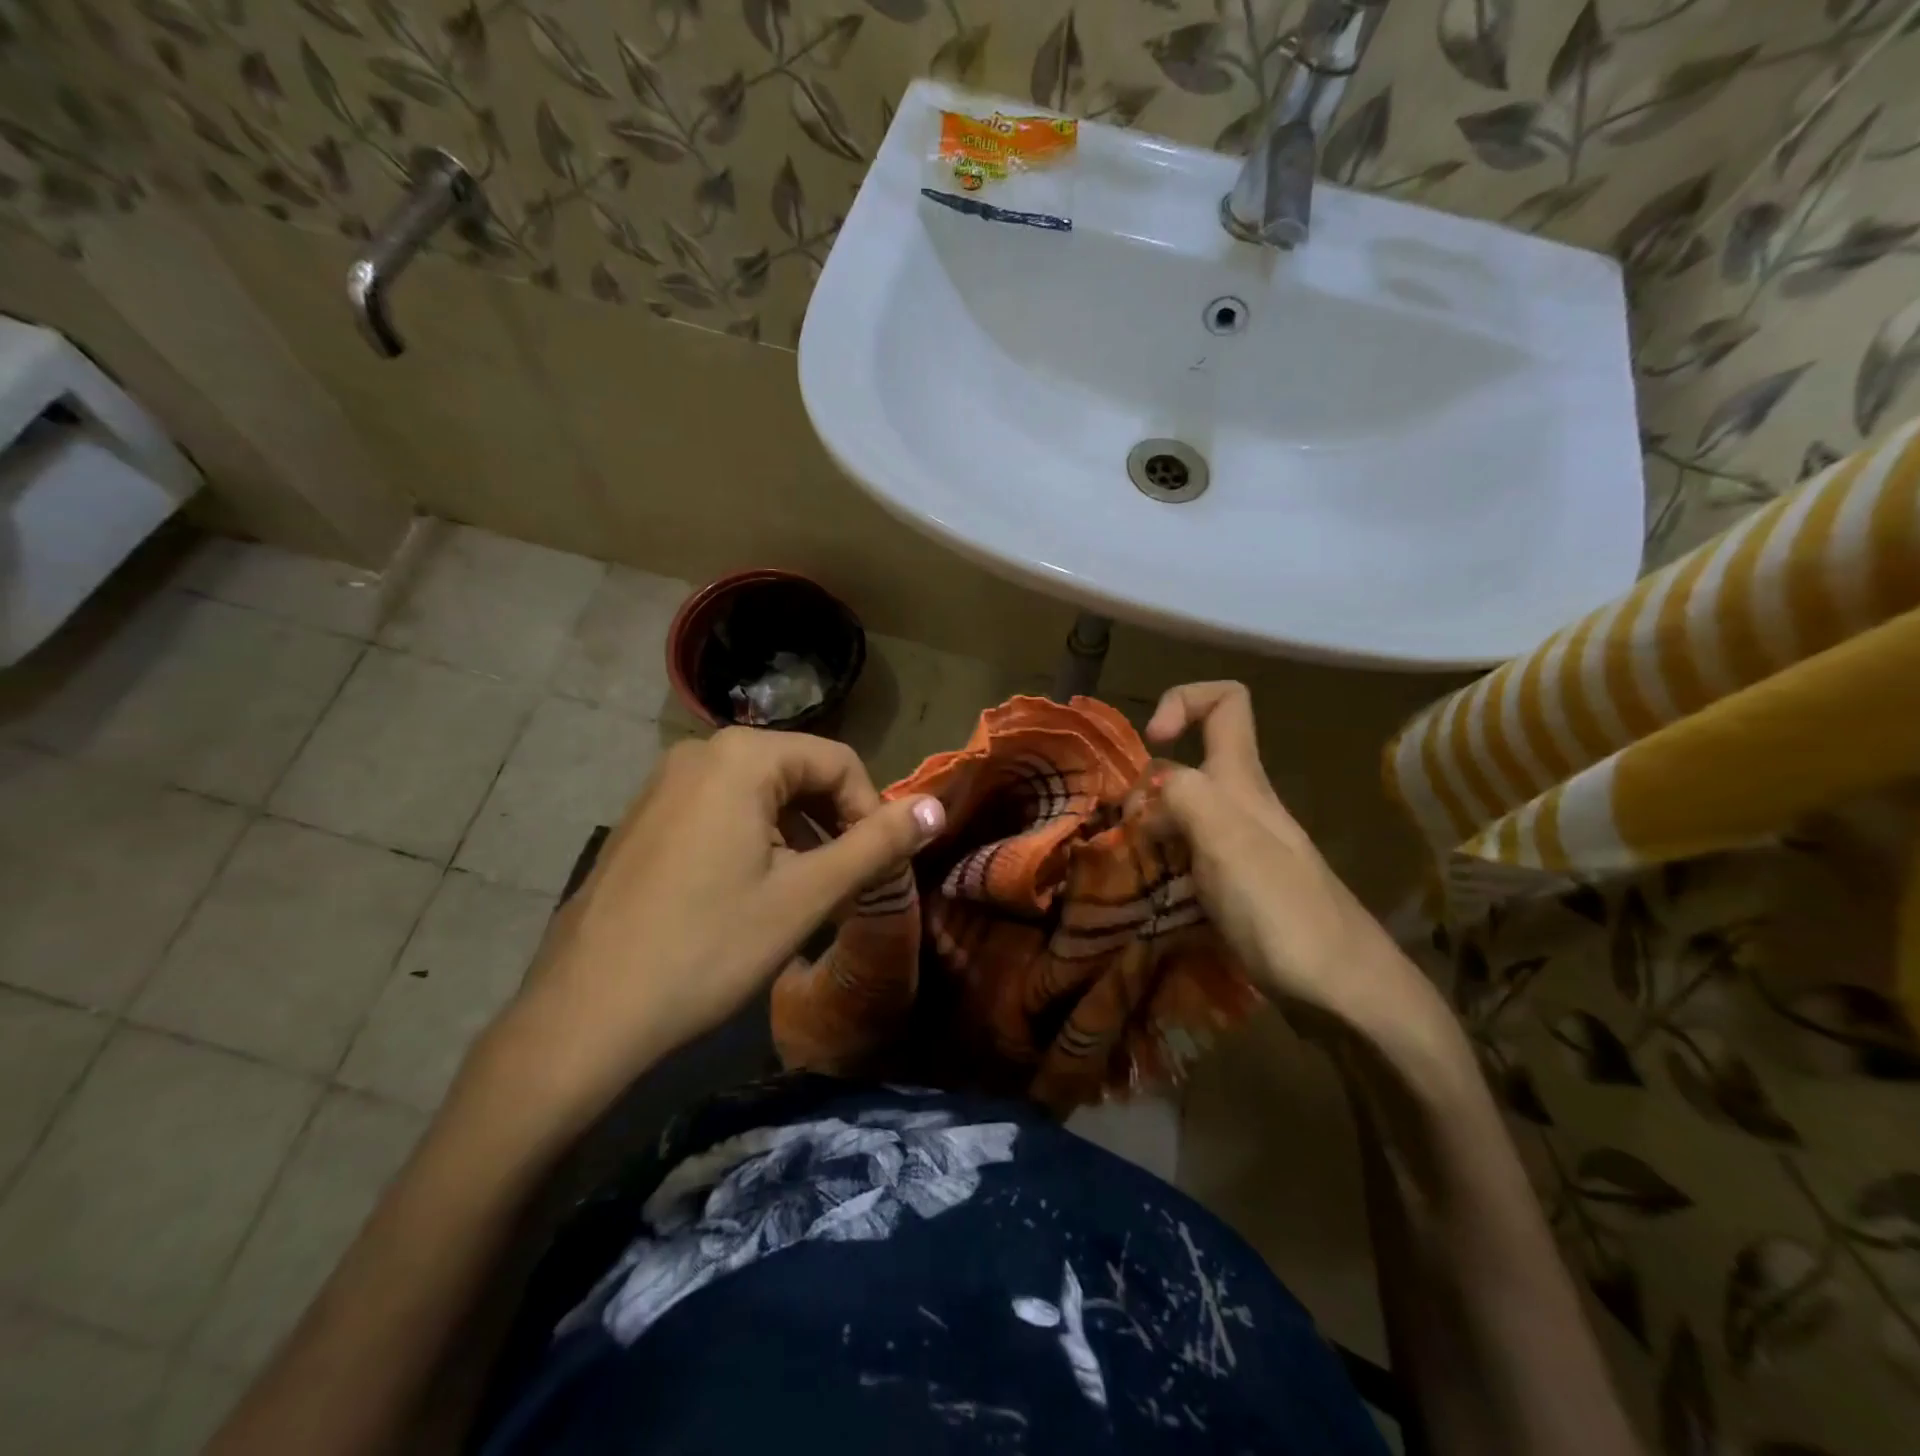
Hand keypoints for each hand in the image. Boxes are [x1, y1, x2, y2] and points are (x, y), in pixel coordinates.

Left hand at [474, 728, 944, 1131]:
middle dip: (834, 824)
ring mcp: (663, 784)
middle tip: (846, 885)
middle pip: (799, 773)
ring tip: (806, 895)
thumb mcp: (805, 895)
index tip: (877, 869)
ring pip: (760, 795)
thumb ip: (877, 845)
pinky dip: (756, 841)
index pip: (838, 762)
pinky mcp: (645, 818)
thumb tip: (937, 808)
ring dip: (798, 836)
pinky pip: (721, 811)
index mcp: (741, 757)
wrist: (584, 1015)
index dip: (871, 812)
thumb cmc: (707, 948)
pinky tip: (753, 894)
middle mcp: (699, 753)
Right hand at [1142, 682, 1439, 1035]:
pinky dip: (1161, 865)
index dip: (1183, 701)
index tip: (1152, 742)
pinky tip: (1148, 896)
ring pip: (1182, 815)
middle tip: (1122, 831)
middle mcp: (1242, 806)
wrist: (1346, 996)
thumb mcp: (1228, 841)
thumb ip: (1185, 797)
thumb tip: (1149, 792)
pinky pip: (1187, 857)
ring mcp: (1241, 850)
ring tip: (1124, 866)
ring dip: (1147, 830)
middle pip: (1188, 766)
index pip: (1227, 702)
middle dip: (1145, 786)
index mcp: (1243, 782)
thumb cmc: (1284, 913)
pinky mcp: (1238, 889)